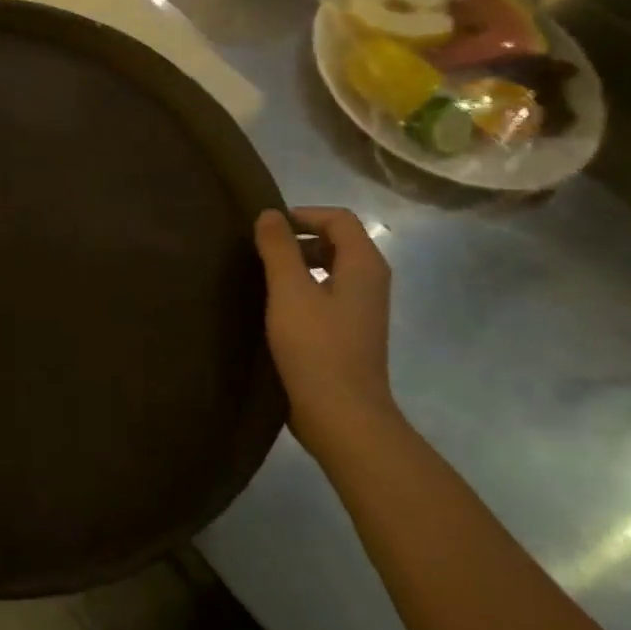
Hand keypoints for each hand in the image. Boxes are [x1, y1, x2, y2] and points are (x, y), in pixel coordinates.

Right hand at [254, 206, 397, 454]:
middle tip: (260, 252)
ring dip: (298, 265)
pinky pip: (327, 295)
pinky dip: (303, 290)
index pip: (338, 219)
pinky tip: (276, 308)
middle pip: (337, 241)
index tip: (266, 229)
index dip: (302, 215)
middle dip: (298, 239)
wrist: (342, 415)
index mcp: (364, 266)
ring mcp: (362, 310)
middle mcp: (370, 282)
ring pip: (330, 269)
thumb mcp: (290, 291)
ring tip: (263, 277)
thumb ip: (279, 248)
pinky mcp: (349, 333)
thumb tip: (269, 214)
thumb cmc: (316, 347)